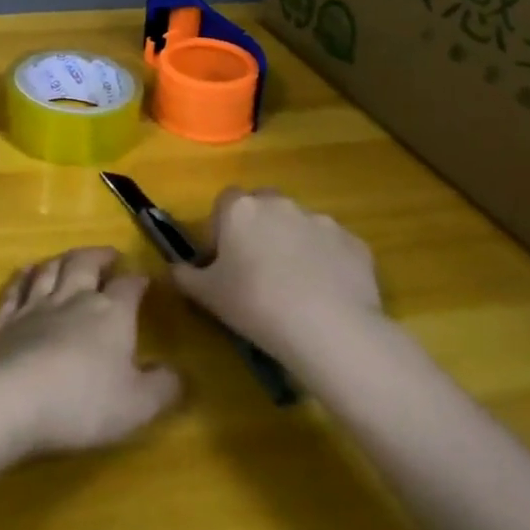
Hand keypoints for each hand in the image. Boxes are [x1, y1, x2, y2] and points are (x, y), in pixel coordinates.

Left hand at [0, 246, 181, 456]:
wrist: (11, 398)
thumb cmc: (83, 402)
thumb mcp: (138, 405)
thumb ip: (163, 388)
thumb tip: (178, 373)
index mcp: (110, 313)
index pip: (128, 287)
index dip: (138, 280)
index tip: (145, 278)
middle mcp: (72, 298)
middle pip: (85, 264)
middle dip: (99, 256)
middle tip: (108, 254)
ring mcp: (34, 306)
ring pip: (50, 270)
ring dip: (62, 259)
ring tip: (70, 257)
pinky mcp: (5, 320)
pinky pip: (16, 289)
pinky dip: (24, 277)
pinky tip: (26, 272)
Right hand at [171, 187, 382, 363]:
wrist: (329, 328)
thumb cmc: (255, 304)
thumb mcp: (208, 296)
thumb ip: (186, 276)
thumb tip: (175, 269)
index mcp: (241, 209)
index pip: (225, 202)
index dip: (223, 228)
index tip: (225, 260)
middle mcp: (280, 204)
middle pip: (264, 207)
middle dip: (261, 230)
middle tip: (259, 270)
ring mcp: (321, 221)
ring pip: (300, 226)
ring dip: (295, 245)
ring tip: (297, 288)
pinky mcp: (354, 243)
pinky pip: (333, 248)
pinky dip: (328, 263)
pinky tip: (327, 296)